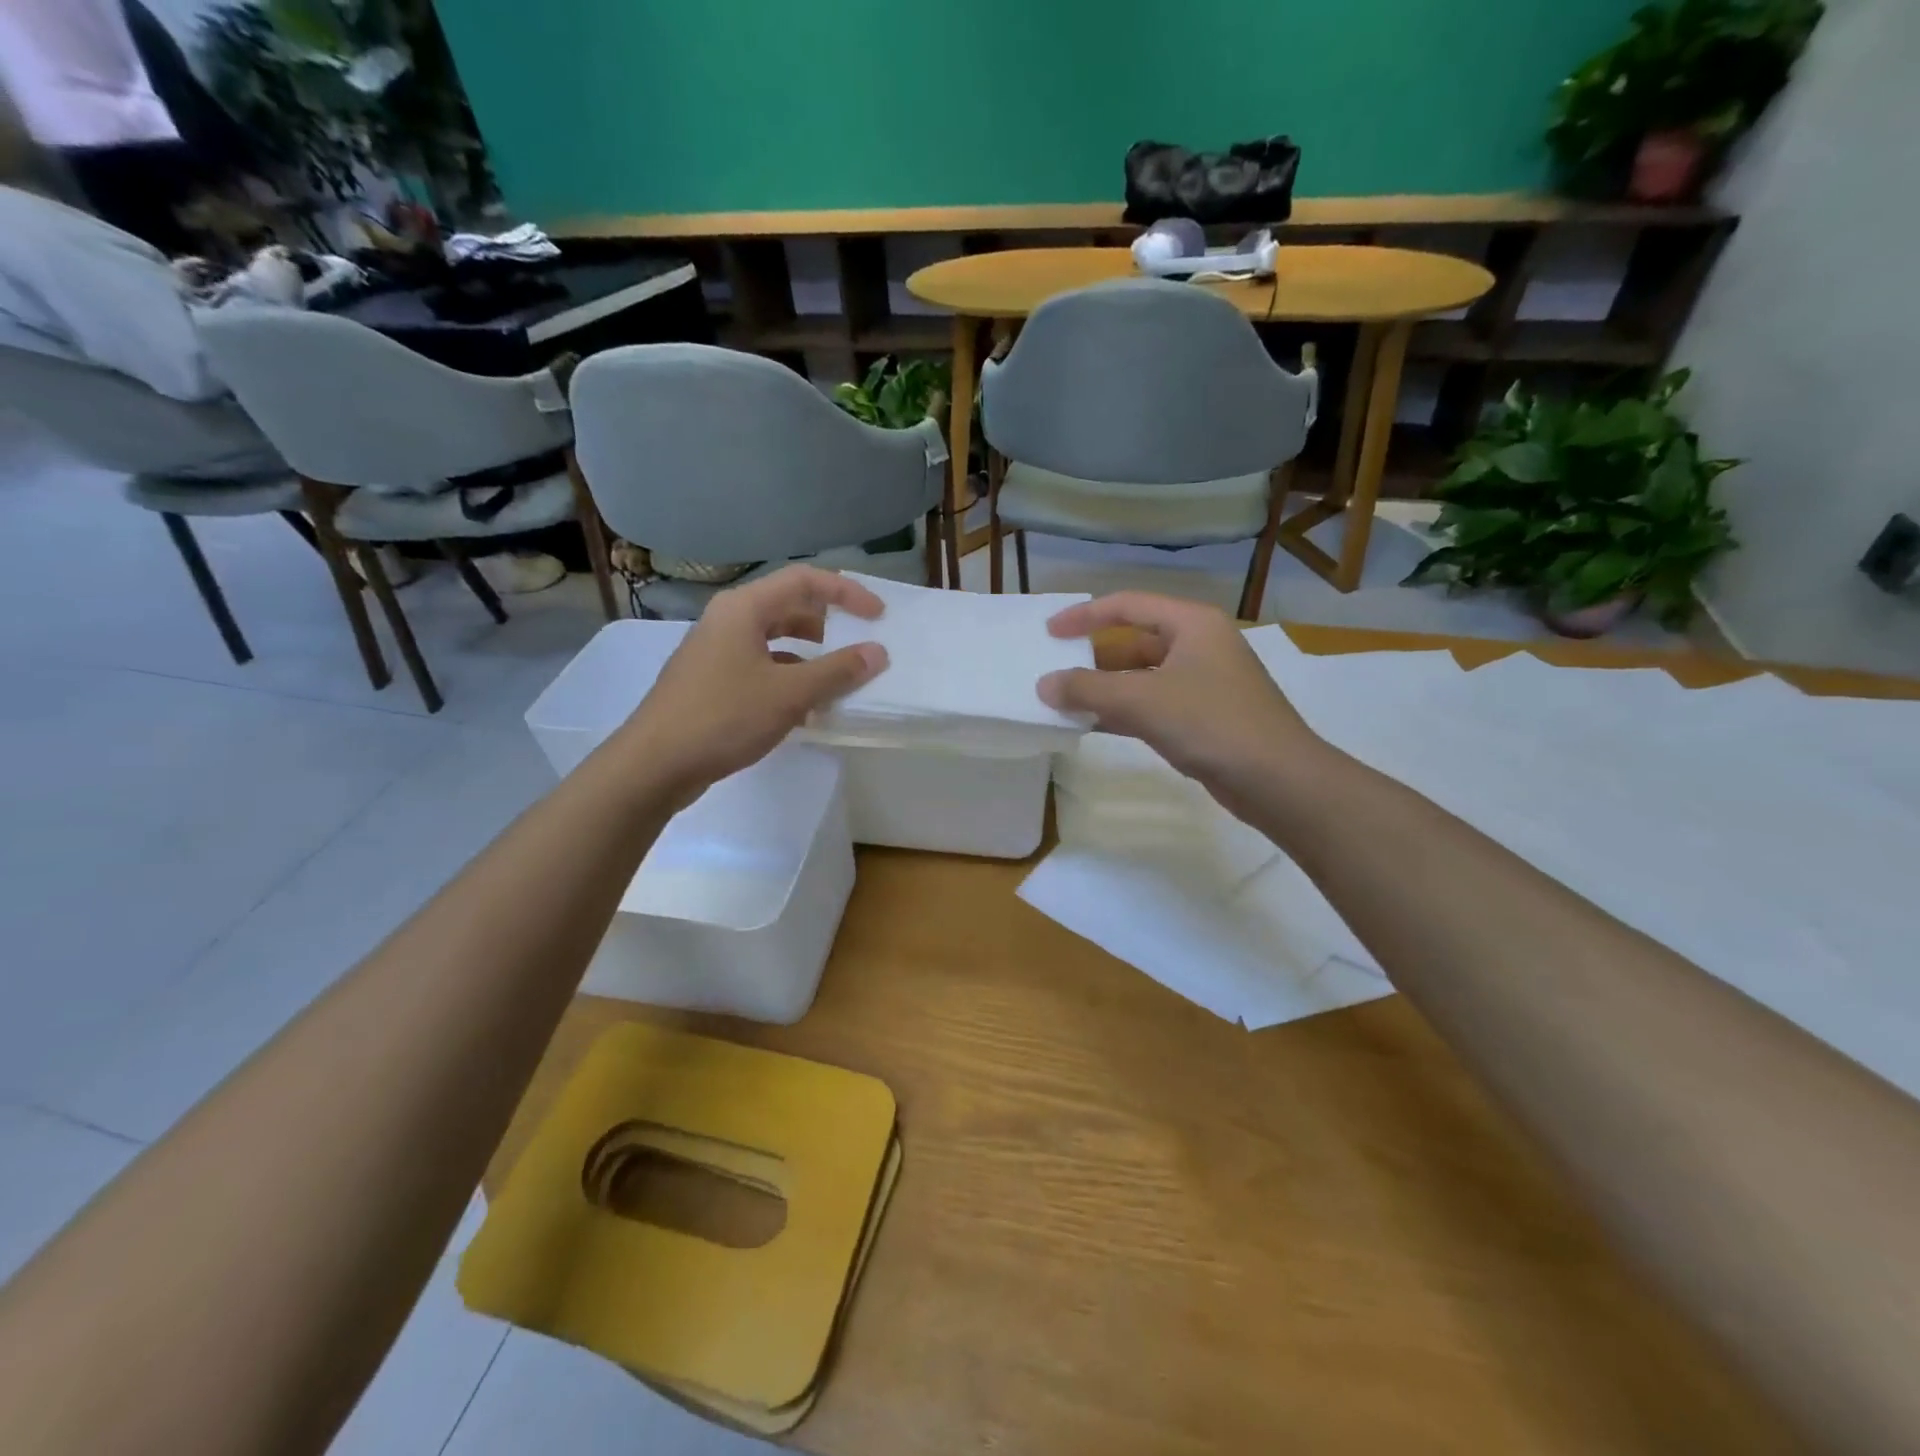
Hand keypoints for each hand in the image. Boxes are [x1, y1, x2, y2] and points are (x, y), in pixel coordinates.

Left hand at [619, 566, 886, 801]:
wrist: (655, 764)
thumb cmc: (724, 717)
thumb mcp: (789, 693)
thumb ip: (837, 671)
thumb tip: (877, 653)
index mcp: (744, 608)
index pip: (804, 580)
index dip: (846, 593)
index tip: (878, 616)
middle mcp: (728, 620)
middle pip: (788, 606)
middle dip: (829, 624)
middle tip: (859, 645)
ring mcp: (716, 651)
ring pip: (775, 640)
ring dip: (810, 655)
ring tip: (838, 680)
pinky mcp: (712, 681)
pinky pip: (760, 666)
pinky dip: (788, 678)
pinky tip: (806, 708)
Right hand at [1038, 593, 1322, 807]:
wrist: (1277, 780)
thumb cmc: (1211, 723)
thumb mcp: (1142, 700)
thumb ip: (1088, 689)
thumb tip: (1044, 685)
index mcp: (1192, 624)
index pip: (1128, 605)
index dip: (1085, 616)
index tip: (1050, 632)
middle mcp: (1199, 645)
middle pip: (1134, 641)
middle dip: (1093, 657)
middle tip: (1054, 671)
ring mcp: (1203, 683)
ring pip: (1142, 677)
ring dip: (1105, 688)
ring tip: (1064, 701)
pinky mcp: (1203, 717)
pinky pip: (1152, 705)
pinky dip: (1123, 712)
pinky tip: (1093, 725)